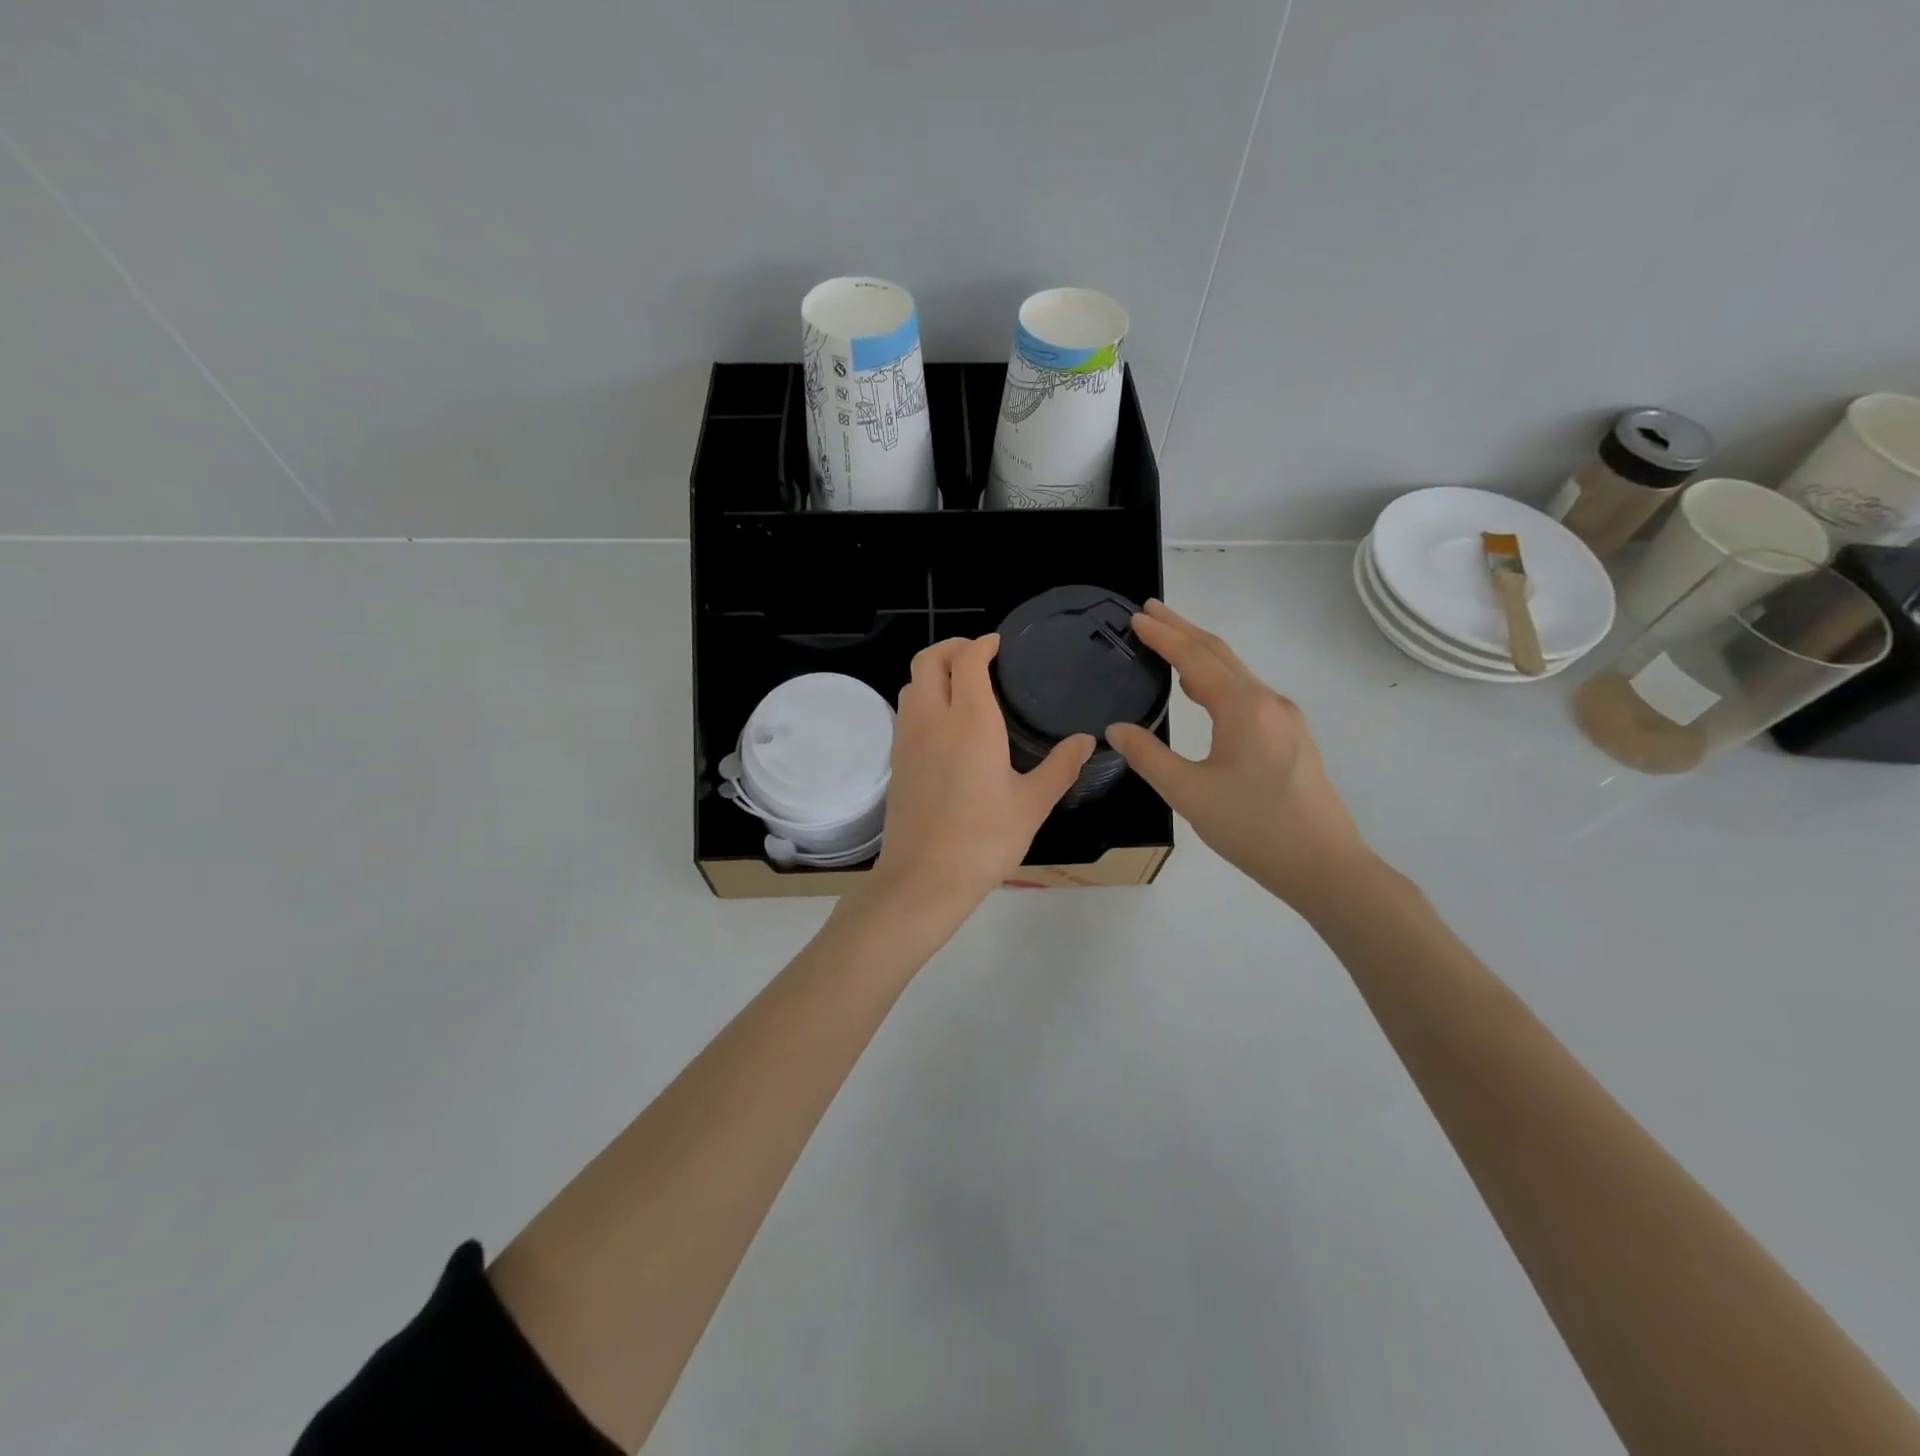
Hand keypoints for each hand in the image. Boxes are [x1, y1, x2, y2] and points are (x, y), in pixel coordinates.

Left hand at [868, 635, 1093, 911]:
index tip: (998, 645)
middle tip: (977, 655)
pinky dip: (924, 699)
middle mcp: (933, 719)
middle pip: (928, 660)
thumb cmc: (984, 840)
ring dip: (933, 672)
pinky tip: (945, 725)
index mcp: (970, 721)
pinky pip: (906, 712)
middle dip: (951, 647)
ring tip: (961, 685)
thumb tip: (1085, 740)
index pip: (967, 660)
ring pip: (912, 684)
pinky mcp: (897, 761)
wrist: (924, 878)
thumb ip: (1060, 766)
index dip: (982, 644)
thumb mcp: (1033, 804)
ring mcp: (908, 739)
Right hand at [1107, 601, 1371, 909]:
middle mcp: (1268, 702)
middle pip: (1219, 654)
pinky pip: (1246, 692)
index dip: (1163, 635)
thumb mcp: (1189, 793)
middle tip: (1150, 611)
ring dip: (1200, 653)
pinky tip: (1202, 689)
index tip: (1136, 617)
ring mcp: (1284, 719)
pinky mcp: (1290, 738)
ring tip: (1168, 642)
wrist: (1324, 865)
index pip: (1195, 657)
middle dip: (1183, 630)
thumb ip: (1148, 756)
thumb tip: (1116, 729)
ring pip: (1236, 672)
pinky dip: (1217, 677)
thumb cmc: (1253, 828)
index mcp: (1243, 708)